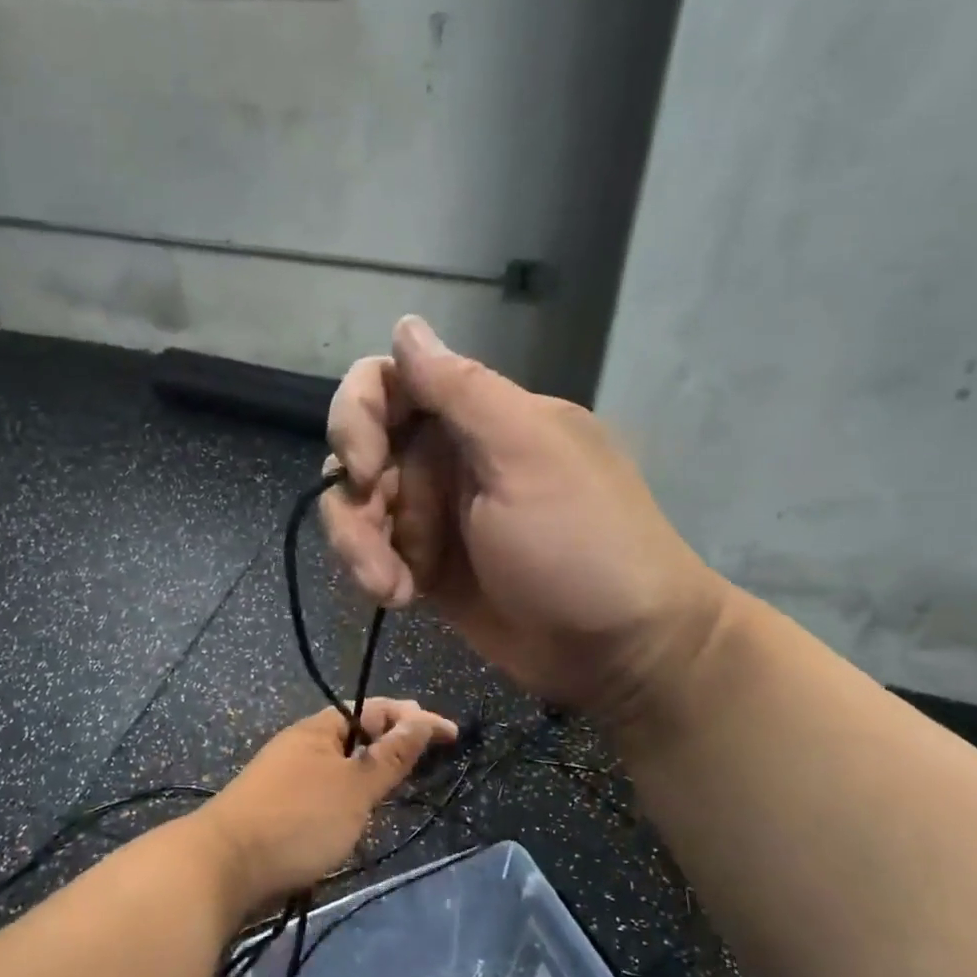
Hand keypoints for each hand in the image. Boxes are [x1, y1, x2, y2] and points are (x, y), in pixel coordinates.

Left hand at [193, 700, 458, 907]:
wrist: (222, 867)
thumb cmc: (297, 819)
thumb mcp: (354, 787)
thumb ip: (391, 755)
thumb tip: (422, 718)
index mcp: (320, 728)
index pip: (377, 708)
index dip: (416, 717)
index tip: (451, 735)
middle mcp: (302, 743)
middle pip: (358, 733)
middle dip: (394, 741)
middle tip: (428, 760)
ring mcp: (286, 775)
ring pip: (342, 763)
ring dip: (372, 770)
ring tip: (399, 787)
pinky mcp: (277, 807)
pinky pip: (326, 788)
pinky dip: (350, 794)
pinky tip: (357, 816)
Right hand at [322, 316, 732, 725]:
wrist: (621, 651)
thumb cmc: (583, 544)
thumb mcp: (528, 456)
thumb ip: (463, 390)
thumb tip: (406, 325)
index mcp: (479, 416)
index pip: (388, 383)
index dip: (358, 416)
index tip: (365, 470)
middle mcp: (450, 454)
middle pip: (361, 449)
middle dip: (355, 499)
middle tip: (374, 549)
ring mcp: (436, 512)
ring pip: (358, 505)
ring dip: (359, 545)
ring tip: (391, 588)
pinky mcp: (427, 562)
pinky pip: (373, 550)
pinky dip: (374, 571)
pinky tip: (401, 598)